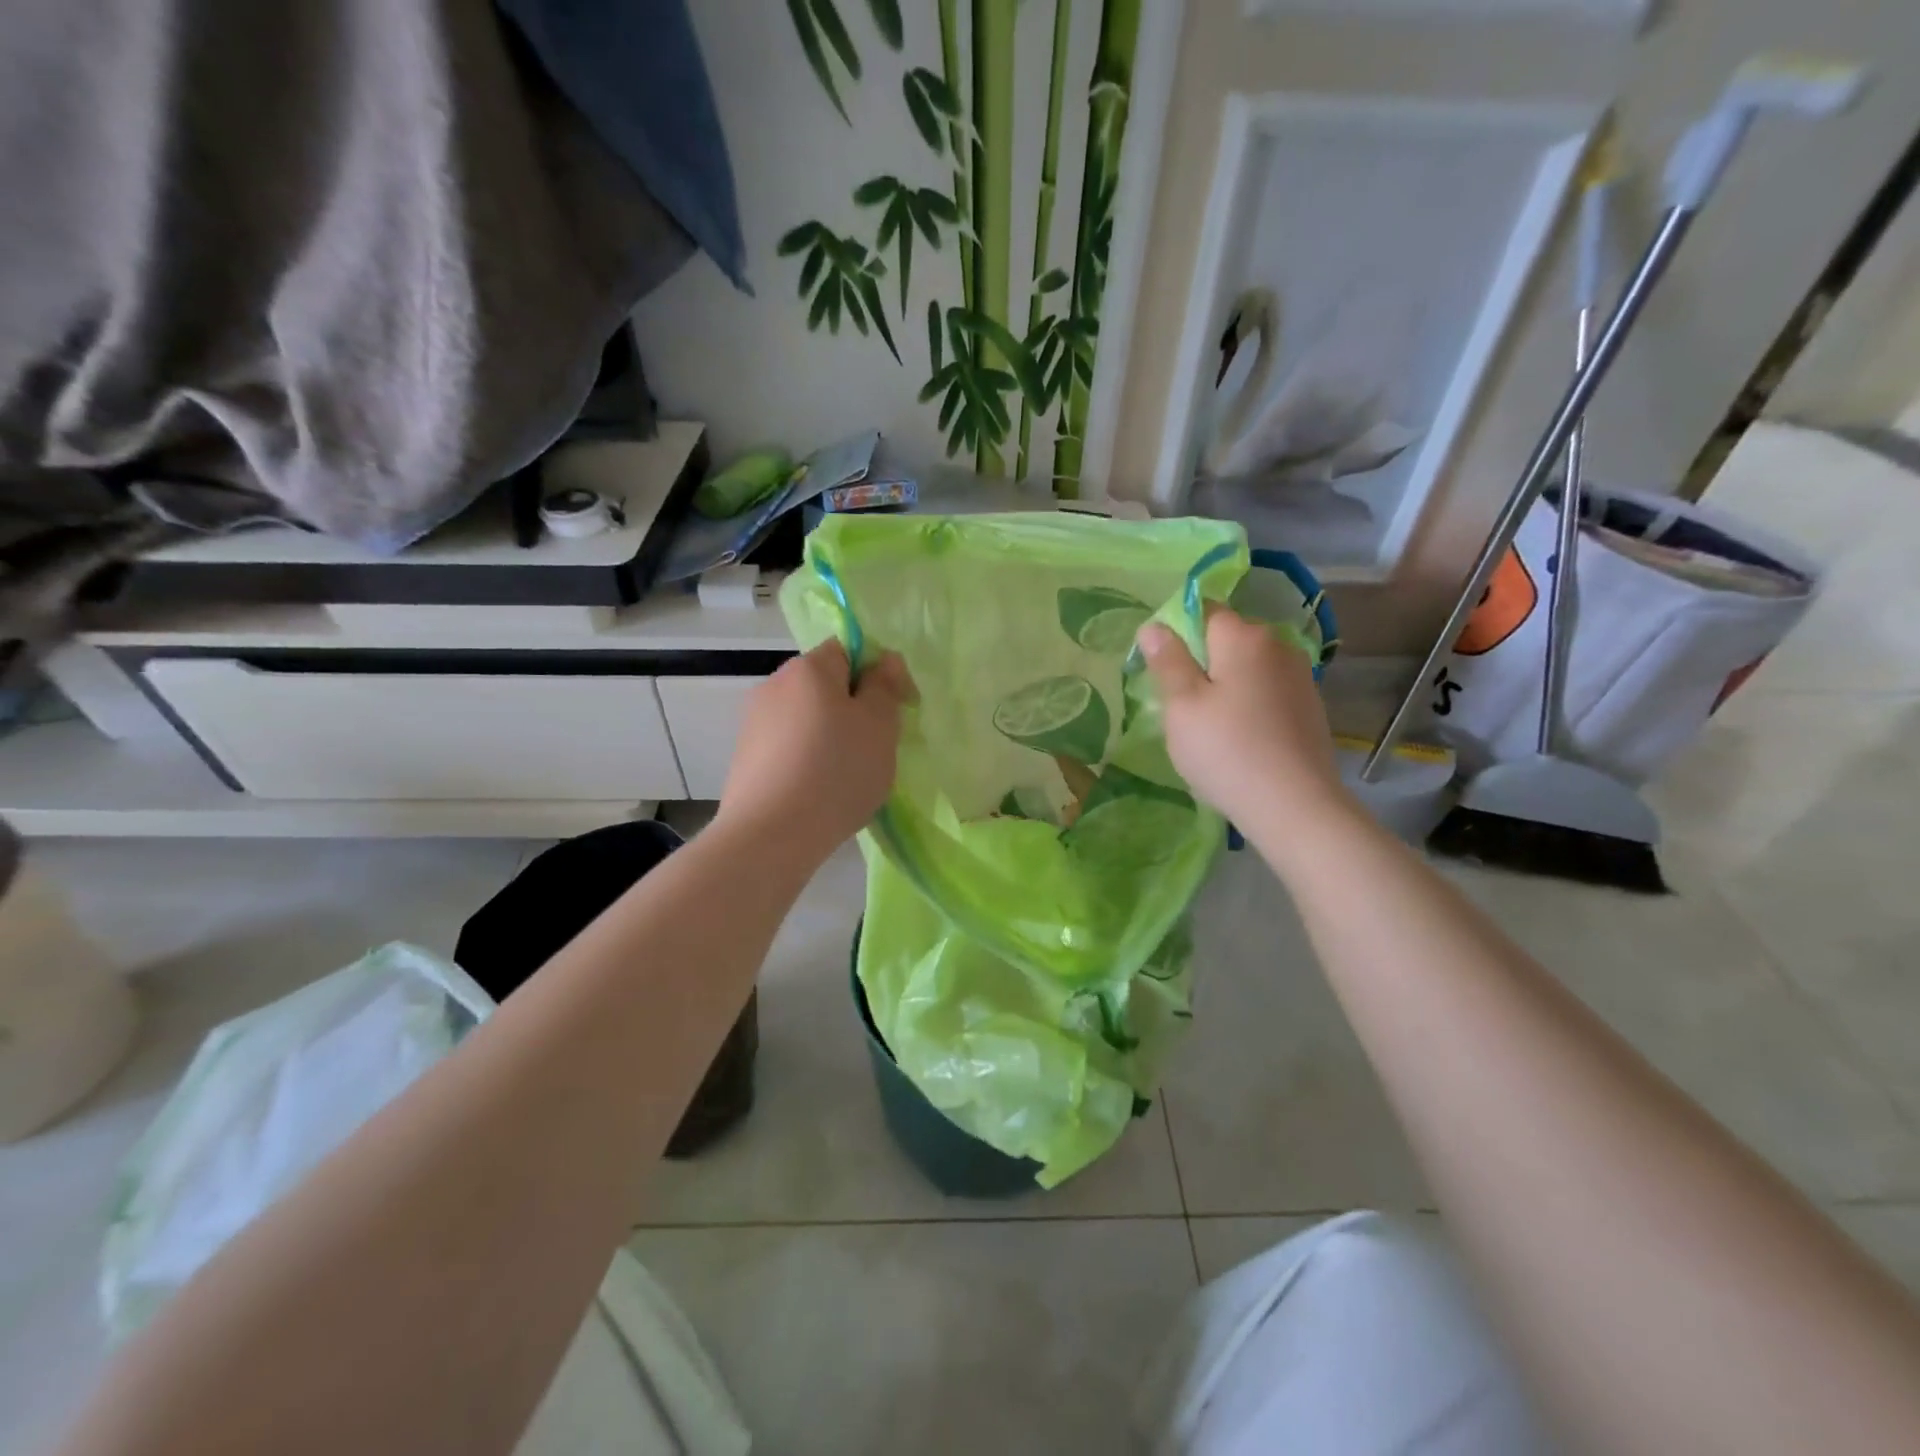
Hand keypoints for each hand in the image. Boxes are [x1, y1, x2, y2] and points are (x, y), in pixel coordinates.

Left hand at [716, 640, 914, 861]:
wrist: (770, 835)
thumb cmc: (837, 771)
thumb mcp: (879, 725)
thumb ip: (884, 686)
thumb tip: (883, 659)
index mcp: (808, 668)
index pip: (848, 649)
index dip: (877, 673)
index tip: (897, 709)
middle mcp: (774, 685)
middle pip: (825, 684)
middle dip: (854, 707)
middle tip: (877, 745)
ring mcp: (754, 722)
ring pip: (807, 717)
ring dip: (830, 734)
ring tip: (848, 774)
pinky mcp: (744, 758)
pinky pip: (789, 746)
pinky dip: (807, 758)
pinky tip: (818, 790)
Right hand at [1137, 608, 1350, 827]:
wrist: (1294, 805)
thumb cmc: (1226, 750)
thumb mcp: (1182, 706)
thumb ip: (1168, 661)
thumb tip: (1154, 626)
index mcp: (1243, 637)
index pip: (1204, 609)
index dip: (1178, 630)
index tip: (1162, 666)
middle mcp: (1277, 645)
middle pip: (1229, 637)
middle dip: (1203, 658)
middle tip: (1180, 701)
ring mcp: (1299, 676)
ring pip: (1249, 666)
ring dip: (1227, 682)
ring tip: (1210, 723)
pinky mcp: (1309, 706)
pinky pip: (1267, 690)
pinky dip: (1249, 702)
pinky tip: (1240, 735)